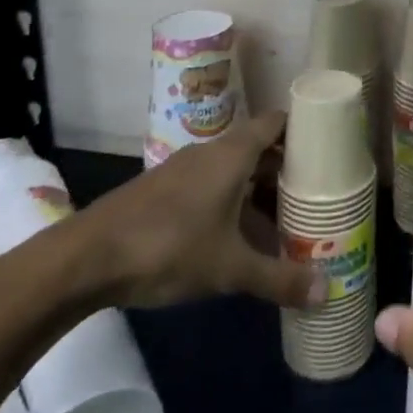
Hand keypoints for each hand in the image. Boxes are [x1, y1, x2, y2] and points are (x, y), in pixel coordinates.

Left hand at [58, 112, 323, 311]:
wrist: (82, 260)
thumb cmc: (167, 246)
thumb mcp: (229, 268)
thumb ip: (278, 278)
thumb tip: (327, 291)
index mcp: (233, 154)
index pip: (277, 122)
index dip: (304, 129)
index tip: (330, 147)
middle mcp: (211, 153)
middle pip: (259, 148)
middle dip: (287, 170)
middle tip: (317, 194)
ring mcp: (184, 172)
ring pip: (234, 172)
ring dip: (259, 192)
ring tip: (286, 221)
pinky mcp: (163, 193)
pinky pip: (212, 188)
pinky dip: (232, 204)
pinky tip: (239, 238)